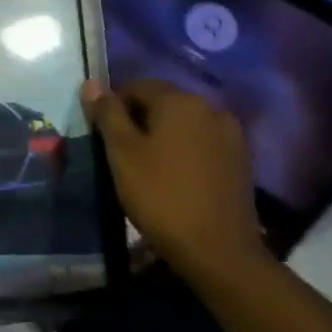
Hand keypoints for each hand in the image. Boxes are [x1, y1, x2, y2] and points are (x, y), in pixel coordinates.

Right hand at [81, 79, 266, 278]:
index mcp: (180, 100)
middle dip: (139, 120)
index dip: (114, 105)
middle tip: (119, 152)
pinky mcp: (240, 160)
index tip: (102, 134)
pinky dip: (183, 151)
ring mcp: (231, 134)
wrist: (216, 249)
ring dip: (162, 136)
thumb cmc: (160, 195)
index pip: (138, 85)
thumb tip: (91, 83)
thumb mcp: (122, 153)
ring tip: (145, 166)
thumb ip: (107, 114)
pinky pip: (202, 143)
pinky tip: (173, 177)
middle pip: (164, 102)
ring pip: (184, 124)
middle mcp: (210, 108)